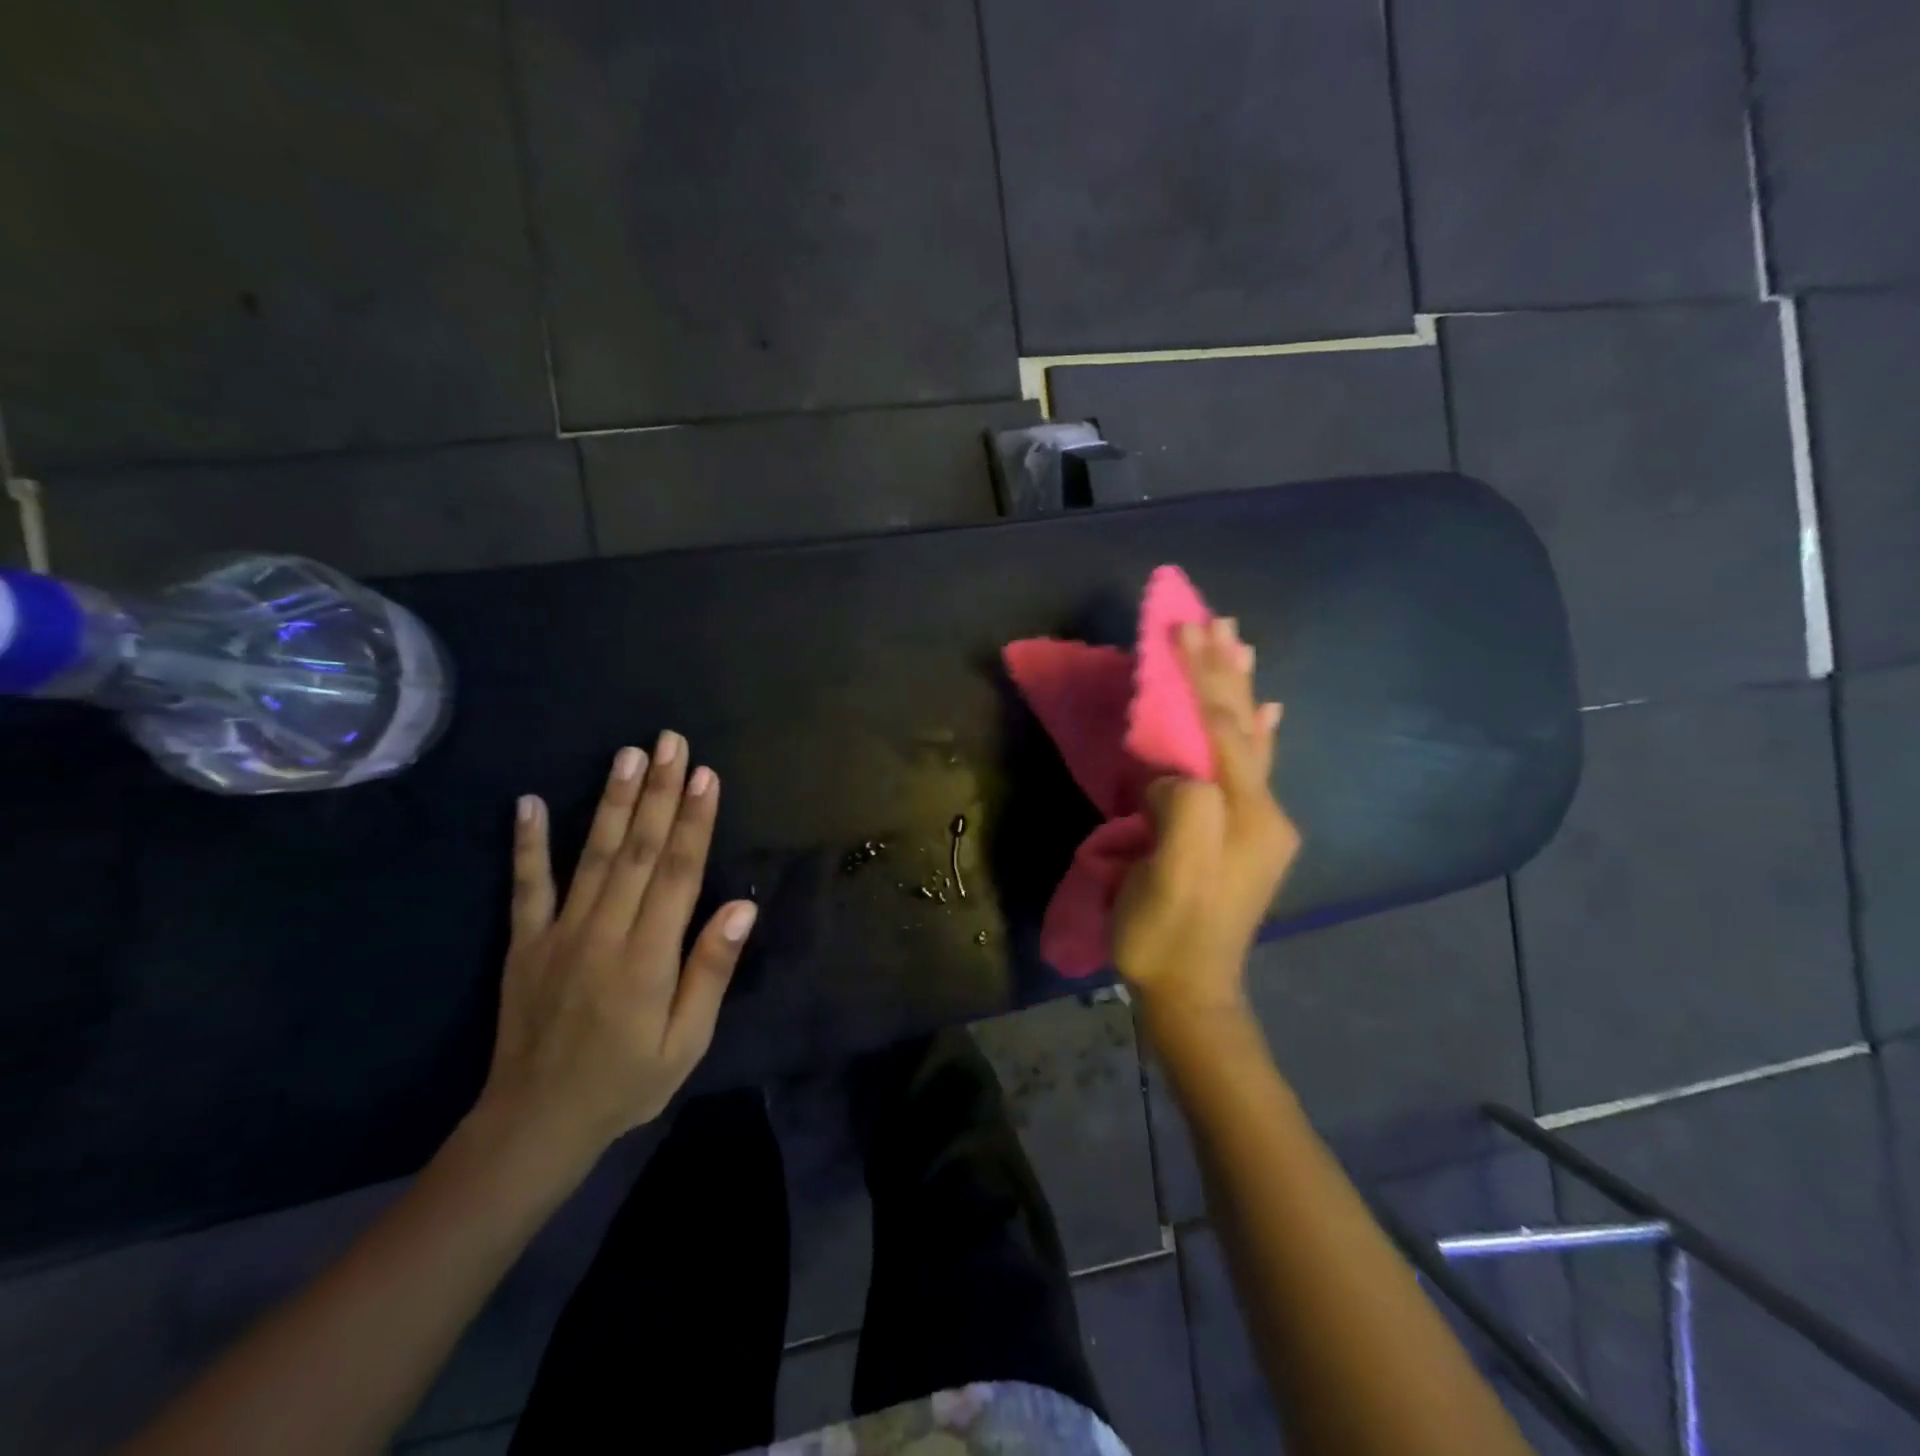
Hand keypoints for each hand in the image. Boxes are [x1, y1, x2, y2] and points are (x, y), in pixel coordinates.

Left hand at [478, 732, 757, 1156]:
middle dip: (659, 792)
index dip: (694, 821)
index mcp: (647, 957)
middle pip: (639, 851)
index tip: (706, 776)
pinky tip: (531, 802)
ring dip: (612, 802)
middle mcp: (604, 933)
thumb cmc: (627, 1083)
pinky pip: (526, 886)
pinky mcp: (525, 943)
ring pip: (592, 856)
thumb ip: (710, 971)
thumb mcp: (686, 1042)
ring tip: (627, 755)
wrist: (535, 1124)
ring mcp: (558, 934)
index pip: (678, 874)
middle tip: (671, 743)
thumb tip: (740, 908)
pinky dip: (528, 843)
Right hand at [1113, 618, 1299, 1016]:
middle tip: (1217, 618)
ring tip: (1241, 644)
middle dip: (1225, 670)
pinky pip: (1255, 768)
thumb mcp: (1166, 875)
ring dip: (1243, 689)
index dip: (1200, 676)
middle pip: (1243, 725)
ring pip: (1251, 740)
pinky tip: (1269, 712)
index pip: (1222, 729)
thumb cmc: (1166, 933)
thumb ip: (1181, 810)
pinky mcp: (1247, 836)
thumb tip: (1172, 774)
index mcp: (1245, 813)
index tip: (1181, 627)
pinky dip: (1259, 732)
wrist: (1190, 991)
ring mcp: (1260, 824)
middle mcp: (1264, 810)